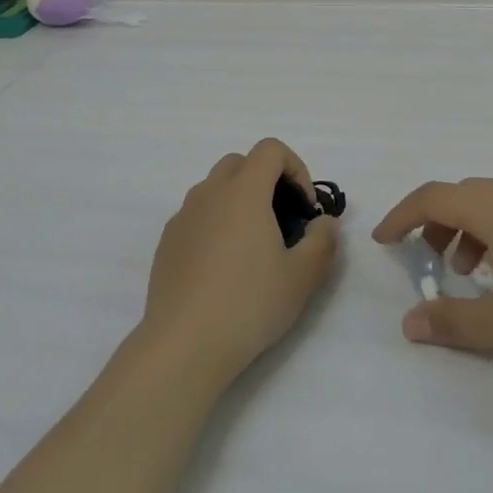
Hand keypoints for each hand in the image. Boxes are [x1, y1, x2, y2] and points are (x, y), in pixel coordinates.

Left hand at [140, 139, 340, 386]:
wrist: (184, 343)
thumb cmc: (249, 304)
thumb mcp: (302, 277)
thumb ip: (323, 241)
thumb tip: (325, 222)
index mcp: (243, 191)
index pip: (270, 149)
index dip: (295, 168)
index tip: (305, 208)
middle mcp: (209, 192)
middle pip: (240, 163)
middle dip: (266, 180)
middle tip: (282, 221)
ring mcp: (183, 215)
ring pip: (215, 188)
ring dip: (239, 201)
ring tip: (253, 246)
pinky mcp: (167, 240)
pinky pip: (197, 214)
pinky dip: (215, 223)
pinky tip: (223, 267)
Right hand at [372, 178, 492, 374]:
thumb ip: (451, 322)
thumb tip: (407, 325)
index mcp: (492, 210)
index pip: (431, 198)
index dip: (401, 216)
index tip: (383, 242)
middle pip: (459, 195)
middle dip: (433, 223)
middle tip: (426, 260)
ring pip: (488, 203)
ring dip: (465, 229)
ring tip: (468, 271)